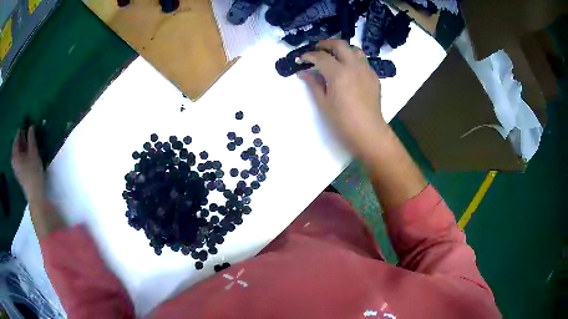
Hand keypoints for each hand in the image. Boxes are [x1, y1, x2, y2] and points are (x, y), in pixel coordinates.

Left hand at [12, 126, 45, 201]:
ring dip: (23, 147)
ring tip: (28, 141)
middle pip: (17, 146)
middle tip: (27, 131)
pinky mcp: (20, 174)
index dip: (21, 130)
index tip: (25, 123)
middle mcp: (14, 161)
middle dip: (21, 139)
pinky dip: (23, 154)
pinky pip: (20, 160)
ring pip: (19, 154)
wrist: (35, 195)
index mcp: (15, 154)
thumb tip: (31, 126)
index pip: (16, 138)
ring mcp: (16, 169)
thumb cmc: (33, 172)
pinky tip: (28, 153)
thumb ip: (31, 138)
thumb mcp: (33, 152)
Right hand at [299, 40, 388, 160]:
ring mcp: (366, 70)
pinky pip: (363, 61)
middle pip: (339, 45)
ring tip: (334, 56)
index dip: (309, 55)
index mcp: (338, 73)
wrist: (368, 132)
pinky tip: (348, 70)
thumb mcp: (323, 103)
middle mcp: (353, 66)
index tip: (301, 58)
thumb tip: (303, 72)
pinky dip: (353, 60)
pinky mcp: (374, 77)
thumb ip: (313, 84)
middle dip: (326, 44)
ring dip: (342, 49)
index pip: (321, 57)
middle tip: (317, 49)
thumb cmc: (342, 121)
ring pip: (354, 50)